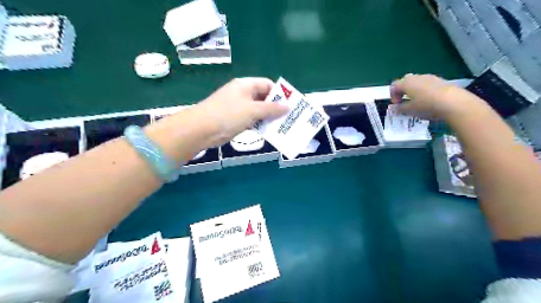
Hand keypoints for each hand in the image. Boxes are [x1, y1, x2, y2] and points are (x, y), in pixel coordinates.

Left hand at [192, 78, 289, 146]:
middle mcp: (242, 94)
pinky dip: (259, 124)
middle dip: (275, 107)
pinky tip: (268, 131)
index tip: (289, 105)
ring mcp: (238, 107)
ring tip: (282, 126)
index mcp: (246, 85)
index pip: (267, 85)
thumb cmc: (228, 114)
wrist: (202, 129)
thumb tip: (288, 107)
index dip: (279, 93)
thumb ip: (271, 108)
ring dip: (268, 117)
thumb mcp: (253, 110)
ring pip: (258, 110)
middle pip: (263, 98)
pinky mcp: (235, 119)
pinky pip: (252, 119)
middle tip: (288, 117)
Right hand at [389, 73, 480, 119]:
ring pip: (417, 82)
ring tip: (418, 102)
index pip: (394, 86)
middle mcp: (416, 77)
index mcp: (406, 83)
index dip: (393, 95)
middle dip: (403, 90)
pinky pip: (428, 84)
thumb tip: (394, 108)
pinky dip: (425, 90)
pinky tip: (429, 100)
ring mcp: (430, 77)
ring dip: (414, 90)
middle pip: (405, 81)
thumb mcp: (409, 110)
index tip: (397, 104)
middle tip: (405, 101)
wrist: (453, 102)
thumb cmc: (426, 106)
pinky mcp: (440, 80)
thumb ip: (399, 108)